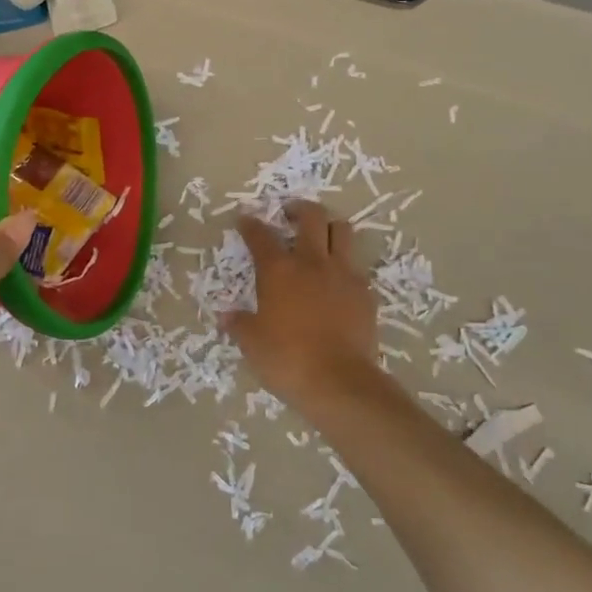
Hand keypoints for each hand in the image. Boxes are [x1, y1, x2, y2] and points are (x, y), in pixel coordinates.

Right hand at [222, 201, 379, 405]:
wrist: (339, 381)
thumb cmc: (287, 359)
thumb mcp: (252, 343)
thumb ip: (238, 324)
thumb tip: (226, 316)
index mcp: (278, 270)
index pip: (260, 235)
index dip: (250, 224)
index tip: (244, 219)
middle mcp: (312, 262)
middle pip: (312, 217)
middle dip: (299, 209)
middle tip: (289, 215)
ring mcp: (343, 274)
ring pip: (342, 231)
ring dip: (329, 227)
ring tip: (320, 237)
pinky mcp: (365, 293)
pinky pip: (356, 265)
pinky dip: (345, 264)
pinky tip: (337, 279)